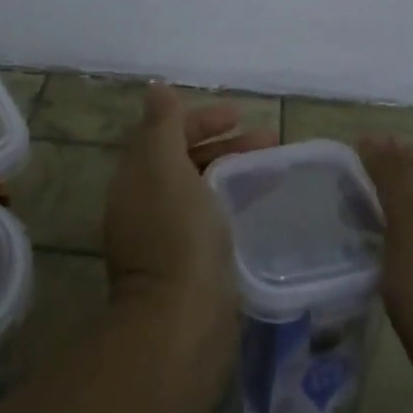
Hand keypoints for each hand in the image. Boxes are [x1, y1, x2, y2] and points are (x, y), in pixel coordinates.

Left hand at [104, 85, 275, 374]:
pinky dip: (237, 203)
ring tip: (277, 169)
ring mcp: (167, 239)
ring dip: (236, 171)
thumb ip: (163, 126)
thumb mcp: (166, 167)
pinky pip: (214, 220)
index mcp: (136, 178)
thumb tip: (157, 87)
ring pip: (204, 190)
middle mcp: (146, 205)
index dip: (202, 118)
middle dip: (226, 144)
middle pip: (187, 160)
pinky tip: (264, 207)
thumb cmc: (177, 235)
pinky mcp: (190, 268)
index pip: (166, 133)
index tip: (241, 114)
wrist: (180, 324)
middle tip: (270, 140)